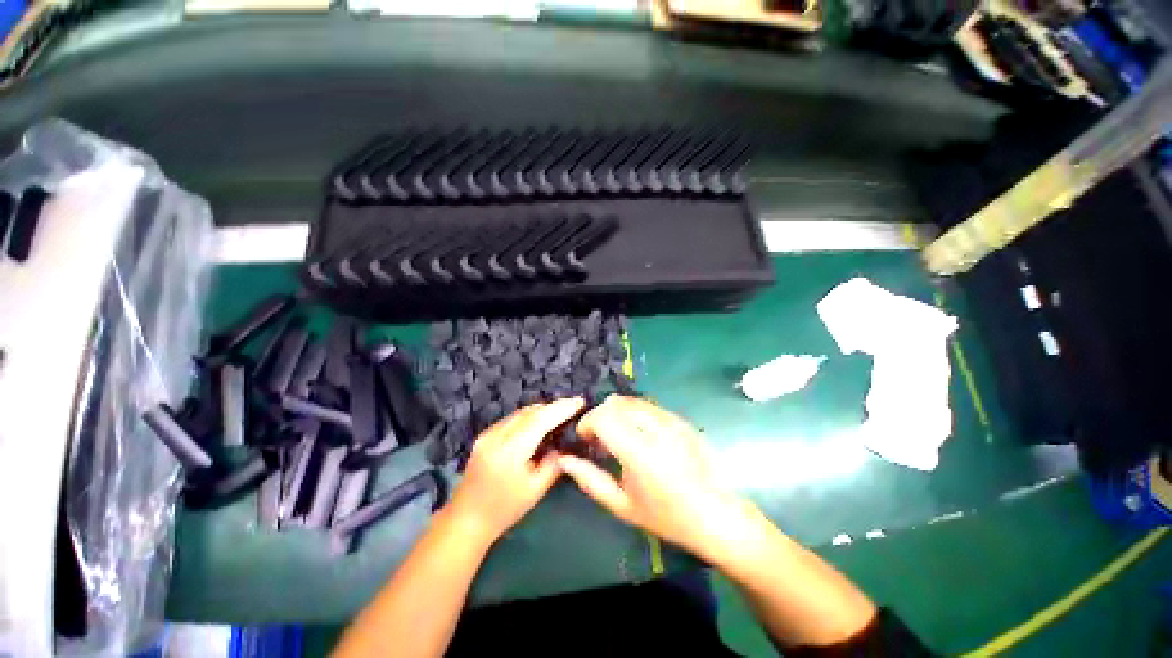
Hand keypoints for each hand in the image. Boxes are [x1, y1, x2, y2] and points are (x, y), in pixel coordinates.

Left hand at [445, 397, 584, 544]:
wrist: (466, 520)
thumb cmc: (504, 510)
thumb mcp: (536, 490)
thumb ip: (554, 464)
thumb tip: (565, 446)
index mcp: (511, 450)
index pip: (541, 419)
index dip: (562, 408)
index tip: (580, 401)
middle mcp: (497, 435)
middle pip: (530, 411)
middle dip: (553, 407)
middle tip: (572, 408)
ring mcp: (488, 434)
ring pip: (520, 412)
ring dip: (541, 411)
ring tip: (558, 415)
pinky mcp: (484, 436)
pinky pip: (511, 418)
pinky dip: (528, 417)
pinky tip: (537, 424)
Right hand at [558, 395, 740, 556]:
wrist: (716, 515)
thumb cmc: (666, 516)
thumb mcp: (622, 505)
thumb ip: (590, 480)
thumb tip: (565, 460)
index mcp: (639, 452)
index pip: (604, 416)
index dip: (587, 422)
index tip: (585, 439)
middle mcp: (655, 428)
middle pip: (615, 403)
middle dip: (600, 416)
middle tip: (599, 440)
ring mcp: (671, 420)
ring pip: (631, 401)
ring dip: (616, 413)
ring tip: (618, 438)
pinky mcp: (680, 418)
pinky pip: (648, 405)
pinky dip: (634, 414)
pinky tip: (639, 436)